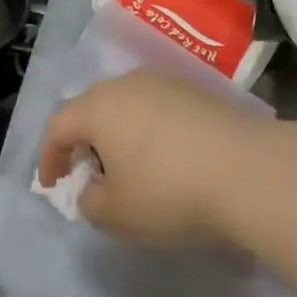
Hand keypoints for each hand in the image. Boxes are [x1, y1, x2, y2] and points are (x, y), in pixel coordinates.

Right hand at [37, 71, 272, 244]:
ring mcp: (162, 82)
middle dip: (84, 142)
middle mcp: (125, 84)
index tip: (52, 185)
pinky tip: (166, 159)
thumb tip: (91, 190)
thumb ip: (91, 203)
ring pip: (125, 106)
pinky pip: (156, 108)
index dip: (49, 156)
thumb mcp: (118, 213)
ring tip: (129, 168)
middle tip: (89, 175)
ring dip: (118, 135)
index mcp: (97, 107)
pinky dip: (149, 132)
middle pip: (91, 109)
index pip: (58, 126)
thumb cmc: (169, 190)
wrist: (247, 168)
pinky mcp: (194, 91)